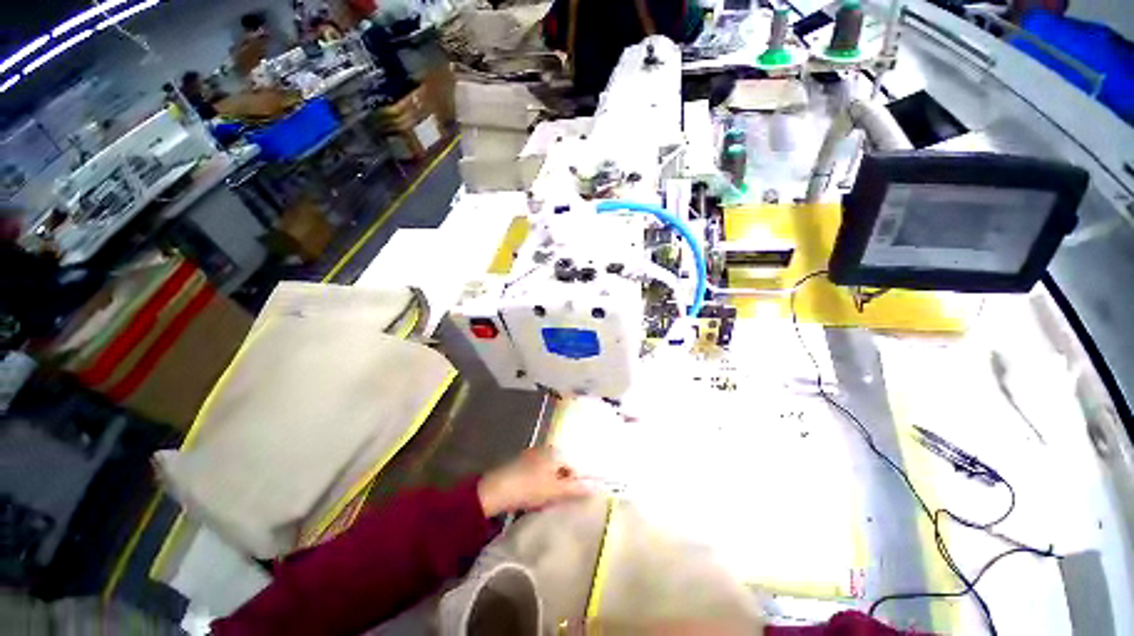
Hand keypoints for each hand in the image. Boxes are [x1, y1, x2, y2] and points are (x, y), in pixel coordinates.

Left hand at [477, 448, 591, 516]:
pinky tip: (532, 496)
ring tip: (544, 501)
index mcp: (555, 452)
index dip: (574, 483)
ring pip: (547, 471)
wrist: (495, 490)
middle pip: (560, 468)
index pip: (572, 466)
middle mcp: (544, 449)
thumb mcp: (555, 491)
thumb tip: (596, 486)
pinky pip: (536, 472)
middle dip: (561, 484)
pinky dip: (537, 483)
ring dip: (549, 484)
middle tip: (557, 501)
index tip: (569, 499)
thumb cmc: (529, 488)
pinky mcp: (519, 463)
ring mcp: (530, 455)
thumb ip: (576, 488)